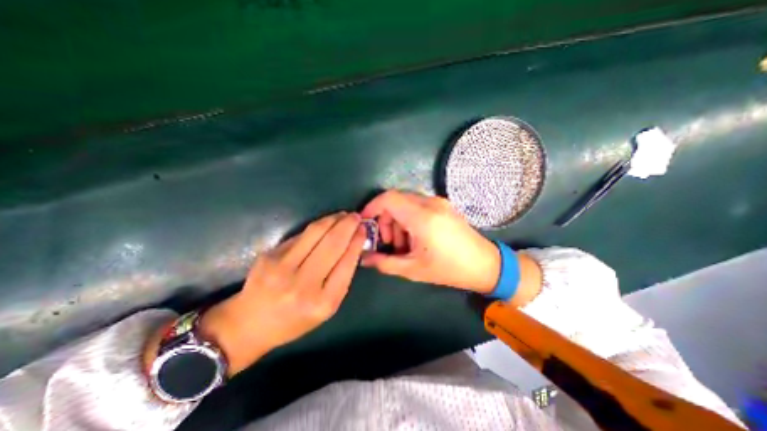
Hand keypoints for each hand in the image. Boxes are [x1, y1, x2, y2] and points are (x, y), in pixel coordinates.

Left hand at [196, 214, 366, 375]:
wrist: (250, 324)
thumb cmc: (295, 319)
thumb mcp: (326, 306)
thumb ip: (341, 277)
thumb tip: (352, 244)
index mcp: (323, 302)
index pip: (346, 262)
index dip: (357, 241)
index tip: (363, 229)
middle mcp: (303, 284)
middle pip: (333, 244)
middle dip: (348, 225)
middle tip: (356, 216)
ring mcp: (282, 268)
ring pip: (315, 233)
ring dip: (333, 219)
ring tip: (343, 215)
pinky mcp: (270, 255)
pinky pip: (301, 235)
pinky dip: (317, 226)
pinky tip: (326, 223)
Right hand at [361, 190, 504, 293]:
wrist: (485, 265)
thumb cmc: (449, 269)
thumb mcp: (413, 269)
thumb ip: (384, 263)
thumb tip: (363, 258)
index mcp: (422, 217)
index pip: (388, 198)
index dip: (372, 207)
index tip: (365, 222)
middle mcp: (430, 203)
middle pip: (395, 201)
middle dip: (385, 220)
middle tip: (388, 243)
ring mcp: (439, 202)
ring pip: (406, 203)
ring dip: (398, 221)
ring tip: (403, 245)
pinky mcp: (443, 205)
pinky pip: (418, 206)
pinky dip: (409, 219)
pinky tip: (415, 238)